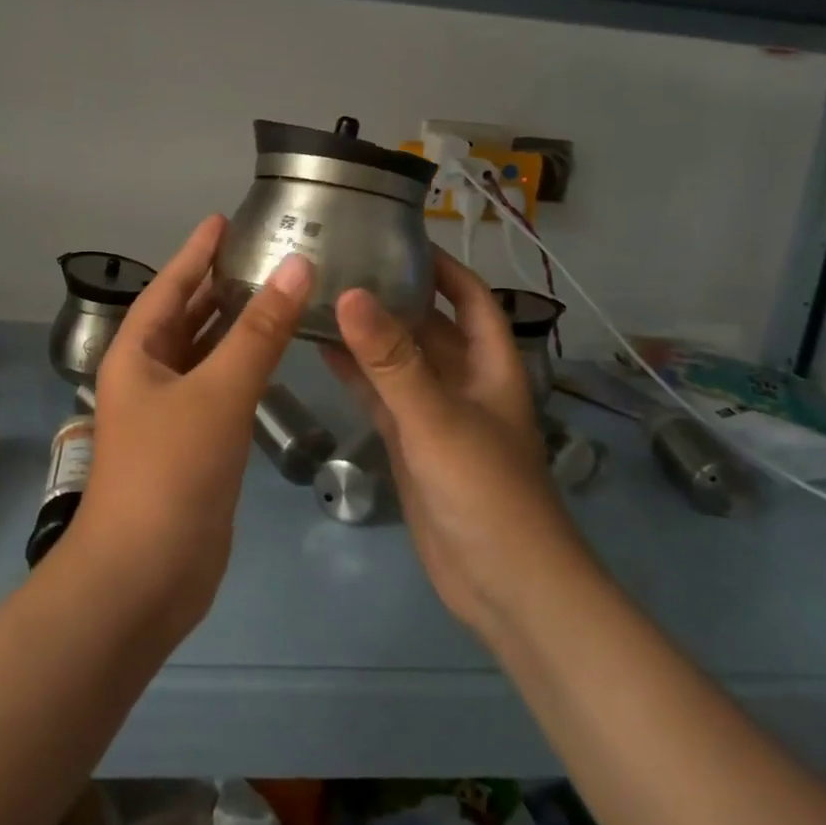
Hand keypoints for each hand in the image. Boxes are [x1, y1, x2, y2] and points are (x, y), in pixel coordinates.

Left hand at [75, 215, 312, 637]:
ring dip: (234, 325)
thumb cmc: (170, 472)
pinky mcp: (193, 445)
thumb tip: (297, 266)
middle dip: (219, 284)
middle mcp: (148, 375)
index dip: (197, 250)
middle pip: (185, 316)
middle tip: (263, 252)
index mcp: (137, 353)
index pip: (170, 285)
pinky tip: (273, 357)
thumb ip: (259, 331)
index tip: (226, 218)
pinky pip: (219, 389)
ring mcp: (170, 413)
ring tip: (276, 292)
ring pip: (205, 354)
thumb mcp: (217, 393)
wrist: (144, 576)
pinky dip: (243, 367)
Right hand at [324, 249, 587, 633]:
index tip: (401, 238)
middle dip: (394, 295)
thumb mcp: (436, 417)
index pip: (471, 299)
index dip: (444, 267)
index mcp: (490, 366)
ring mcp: (436, 416)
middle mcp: (465, 383)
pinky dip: (358, 376)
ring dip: (369, 335)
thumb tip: (350, 294)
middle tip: (343, 262)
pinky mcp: (412, 446)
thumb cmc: (485, 491)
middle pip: (429, 326)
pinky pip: (382, 398)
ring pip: (400, 362)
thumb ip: (391, 360)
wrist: (503, 585)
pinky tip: (323, 352)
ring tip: (323, 297)